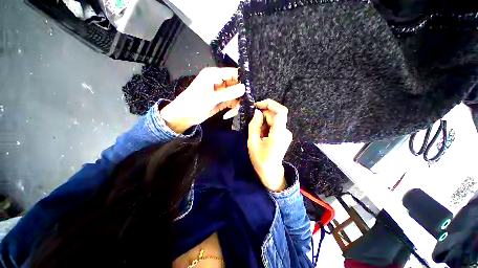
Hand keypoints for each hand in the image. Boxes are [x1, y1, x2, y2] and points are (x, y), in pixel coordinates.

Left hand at [160, 67, 244, 132]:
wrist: (184, 117)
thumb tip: (244, 88)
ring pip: (235, 96)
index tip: (249, 90)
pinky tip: (227, 115)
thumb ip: (228, 93)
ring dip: (236, 105)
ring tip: (232, 112)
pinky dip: (232, 110)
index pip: (233, 73)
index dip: (242, 80)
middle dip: (239, 96)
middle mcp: (219, 82)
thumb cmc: (193, 103)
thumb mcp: (211, 98)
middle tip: (241, 104)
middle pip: (236, 85)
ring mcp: (221, 93)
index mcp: (214, 75)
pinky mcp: (222, 102)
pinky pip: (232, 103)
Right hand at [248, 99, 292, 191]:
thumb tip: (257, 112)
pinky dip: (267, 125)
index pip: (281, 112)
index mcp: (279, 134)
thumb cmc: (260, 160)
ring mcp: (286, 133)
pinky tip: (261, 134)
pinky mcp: (284, 135)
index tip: (258, 105)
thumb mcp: (252, 142)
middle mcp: (285, 132)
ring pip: (275, 119)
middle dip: (263, 115)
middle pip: (276, 115)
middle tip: (253, 123)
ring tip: (257, 133)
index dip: (270, 104)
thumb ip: (254, 126)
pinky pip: (275, 125)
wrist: (271, 172)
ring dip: (264, 121)